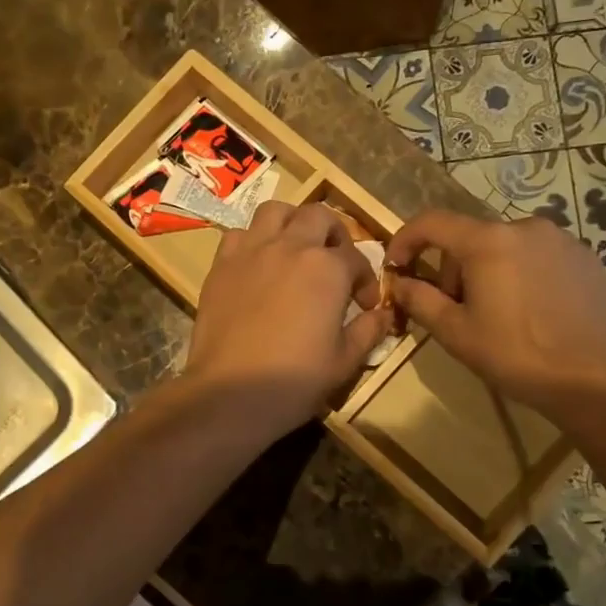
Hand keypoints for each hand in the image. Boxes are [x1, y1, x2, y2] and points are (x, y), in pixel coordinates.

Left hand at [184, 202, 394, 438]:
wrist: (231, 393)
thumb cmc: (295, 380)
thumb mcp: (345, 361)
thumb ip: (368, 331)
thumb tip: (384, 314)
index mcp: (327, 268)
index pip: (356, 258)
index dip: (366, 281)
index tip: (364, 306)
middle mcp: (290, 247)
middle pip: (318, 216)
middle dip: (334, 235)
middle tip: (335, 263)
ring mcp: (251, 252)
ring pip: (275, 211)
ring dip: (292, 222)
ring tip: (296, 248)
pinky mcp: (221, 265)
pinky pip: (239, 234)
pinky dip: (253, 240)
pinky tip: (258, 265)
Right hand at [384, 210, 605, 416]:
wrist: (597, 377)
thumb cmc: (516, 354)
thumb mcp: (456, 332)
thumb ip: (420, 300)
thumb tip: (400, 282)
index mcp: (488, 242)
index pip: (432, 222)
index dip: (405, 240)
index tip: (396, 266)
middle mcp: (524, 227)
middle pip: (470, 238)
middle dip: (452, 269)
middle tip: (454, 310)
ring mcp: (559, 239)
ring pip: (504, 246)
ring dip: (487, 271)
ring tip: (495, 314)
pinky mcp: (584, 256)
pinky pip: (536, 256)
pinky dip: (520, 274)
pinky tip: (529, 311)